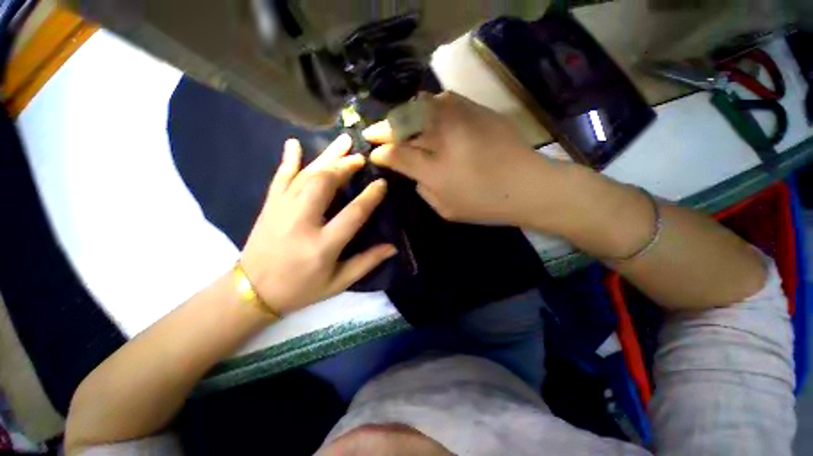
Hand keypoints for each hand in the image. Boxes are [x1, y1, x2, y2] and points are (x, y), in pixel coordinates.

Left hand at [240, 134, 396, 314]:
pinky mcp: (269, 206)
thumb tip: (392, 247)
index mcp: (323, 245)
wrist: (251, 292)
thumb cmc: (300, 289)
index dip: (370, 197)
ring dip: (326, 157)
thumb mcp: (338, 283)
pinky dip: (288, 159)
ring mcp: (282, 210)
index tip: (382, 184)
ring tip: (343, 142)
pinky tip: (294, 143)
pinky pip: (279, 177)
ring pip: (306, 175)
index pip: (353, 214)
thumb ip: (366, 263)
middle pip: (325, 184)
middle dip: (345, 166)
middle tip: (360, 158)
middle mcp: (302, 222)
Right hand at [364, 92, 557, 225]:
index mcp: (434, 171)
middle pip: (403, 125)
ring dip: (403, 114)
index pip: (396, 154)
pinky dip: (428, 105)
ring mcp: (461, 120)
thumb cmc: (485, 205)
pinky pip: (444, 100)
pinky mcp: (477, 110)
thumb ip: (423, 190)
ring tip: (398, 123)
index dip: (381, 151)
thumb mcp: (446, 209)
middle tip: (374, 132)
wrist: (528, 186)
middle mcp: (443, 140)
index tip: (374, 152)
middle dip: (383, 128)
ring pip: (420, 106)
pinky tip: (427, 114)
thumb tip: (414, 173)